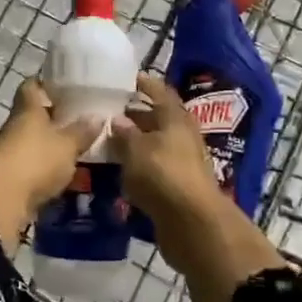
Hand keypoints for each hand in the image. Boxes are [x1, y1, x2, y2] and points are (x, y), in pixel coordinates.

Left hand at [0, 79, 100, 251]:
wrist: (1, 200)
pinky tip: (67, 172)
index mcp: (28, 109)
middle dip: (54, 116)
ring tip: (79, 147)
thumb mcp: (67, 144)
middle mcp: (16, 126)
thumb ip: (82, 131)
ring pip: (34, 141)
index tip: (62, 83)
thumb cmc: (36, 160)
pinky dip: (47, 167)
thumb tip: (98, 116)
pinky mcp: (11, 177)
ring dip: (51, 144)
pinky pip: (33, 165)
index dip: (44, 82)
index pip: (31, 86)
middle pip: (33, 115)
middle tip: (80, 117)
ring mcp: (11, 152)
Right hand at [107, 74, 220, 234]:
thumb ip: (124, 133)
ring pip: (156, 144)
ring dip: (136, 142)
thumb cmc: (163, 174)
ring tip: (109, 140)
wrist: (192, 223)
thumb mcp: (135, 149)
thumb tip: (117, 119)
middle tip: (109, 111)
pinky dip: (139, 165)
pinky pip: (155, 167)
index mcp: (176, 117)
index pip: (160, 91)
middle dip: (135, 114)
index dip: (144, 84)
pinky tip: (120, 168)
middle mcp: (182, 135)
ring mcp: (183, 161)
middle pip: (158, 118)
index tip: (126, 79)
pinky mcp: (178, 186)